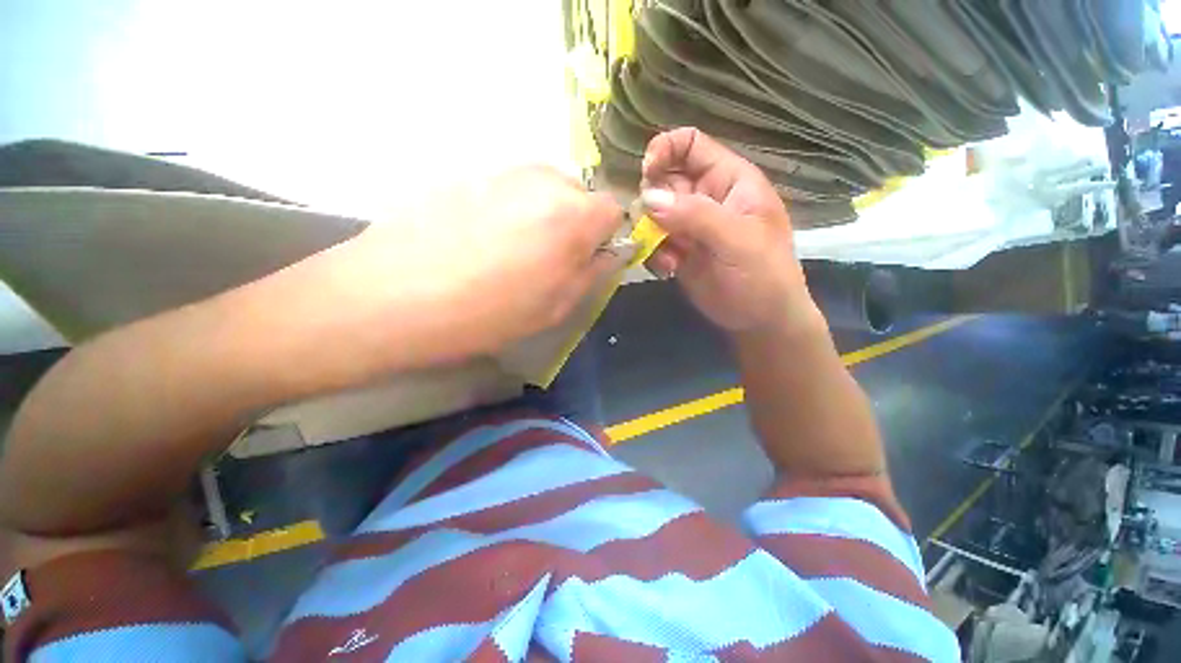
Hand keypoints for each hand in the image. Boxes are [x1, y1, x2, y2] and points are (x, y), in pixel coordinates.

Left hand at [335, 166, 624, 361]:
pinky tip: (482, 241)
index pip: (613, 209)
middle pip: (579, 194)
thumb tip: (609, 253)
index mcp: (573, 216)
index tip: (589, 258)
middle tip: (550, 259)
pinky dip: (510, 209)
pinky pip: (508, 189)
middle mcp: (543, 181)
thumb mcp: (556, 307)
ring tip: (513, 251)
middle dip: (576, 223)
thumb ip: (592, 273)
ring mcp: (501, 172)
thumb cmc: (489, 314)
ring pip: (543, 188)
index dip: (606, 235)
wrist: (394, 297)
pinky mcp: (467, 175)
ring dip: (543, 214)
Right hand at [640, 128, 816, 331]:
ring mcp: (688, 226)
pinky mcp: (677, 250)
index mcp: (727, 179)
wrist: (759, 319)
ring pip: (652, 214)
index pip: (690, 144)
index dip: (665, 150)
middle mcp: (704, 197)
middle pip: (663, 180)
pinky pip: (653, 242)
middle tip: (655, 227)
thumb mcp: (737, 240)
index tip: (646, 174)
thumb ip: (695, 215)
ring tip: (669, 257)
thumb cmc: (763, 274)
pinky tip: (668, 269)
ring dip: (651, 233)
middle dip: (651, 201)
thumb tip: (648, 199)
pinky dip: (653, 254)